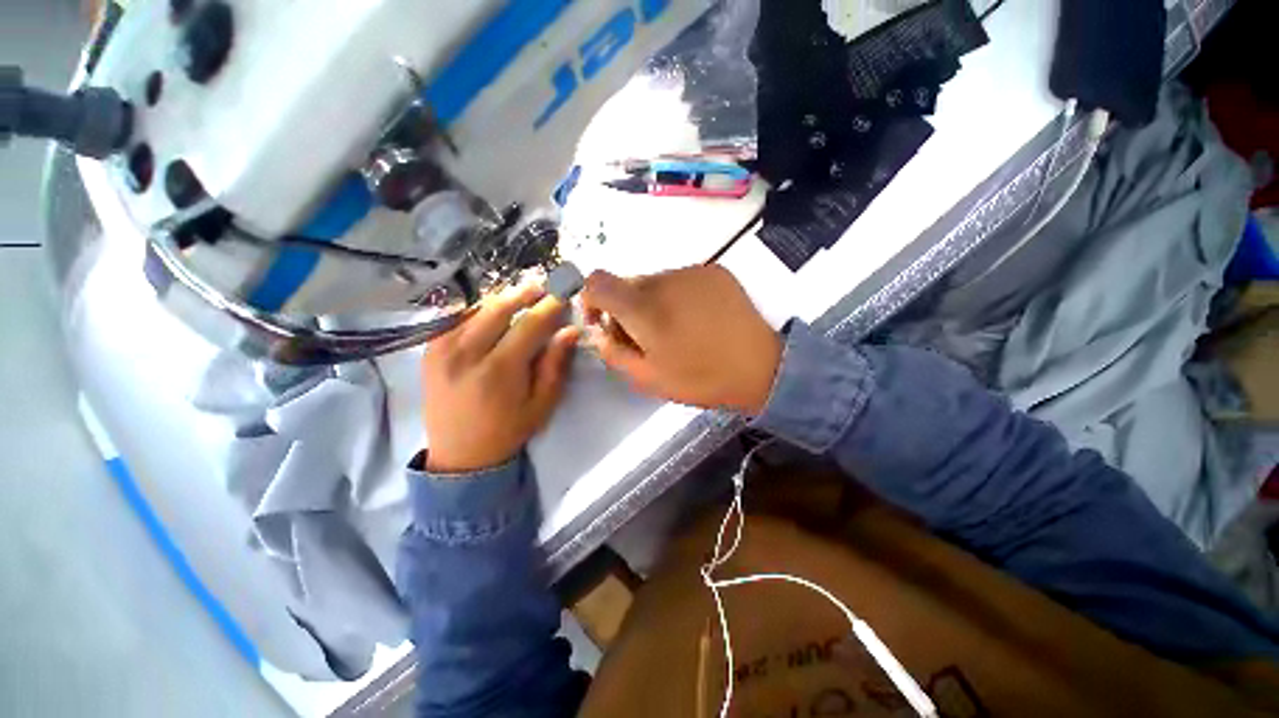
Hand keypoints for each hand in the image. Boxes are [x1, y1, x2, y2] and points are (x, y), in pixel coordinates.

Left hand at [422, 282, 579, 473]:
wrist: (460, 457)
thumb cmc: (508, 431)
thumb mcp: (542, 404)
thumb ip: (555, 365)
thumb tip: (570, 331)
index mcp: (498, 370)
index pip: (529, 325)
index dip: (549, 306)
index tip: (563, 294)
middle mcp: (466, 354)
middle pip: (499, 308)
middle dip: (524, 293)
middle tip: (542, 287)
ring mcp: (442, 350)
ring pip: (476, 309)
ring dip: (501, 299)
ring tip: (521, 298)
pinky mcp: (429, 351)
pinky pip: (455, 318)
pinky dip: (477, 310)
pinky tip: (491, 314)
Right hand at [580, 266, 781, 414]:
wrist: (761, 367)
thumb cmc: (701, 378)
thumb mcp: (647, 378)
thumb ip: (613, 352)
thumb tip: (598, 331)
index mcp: (644, 309)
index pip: (597, 281)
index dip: (590, 298)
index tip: (603, 321)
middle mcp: (664, 279)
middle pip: (626, 283)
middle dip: (624, 307)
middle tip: (644, 336)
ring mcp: (692, 272)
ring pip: (654, 281)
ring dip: (653, 302)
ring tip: (676, 329)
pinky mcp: (714, 271)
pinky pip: (680, 279)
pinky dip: (677, 296)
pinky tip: (696, 318)